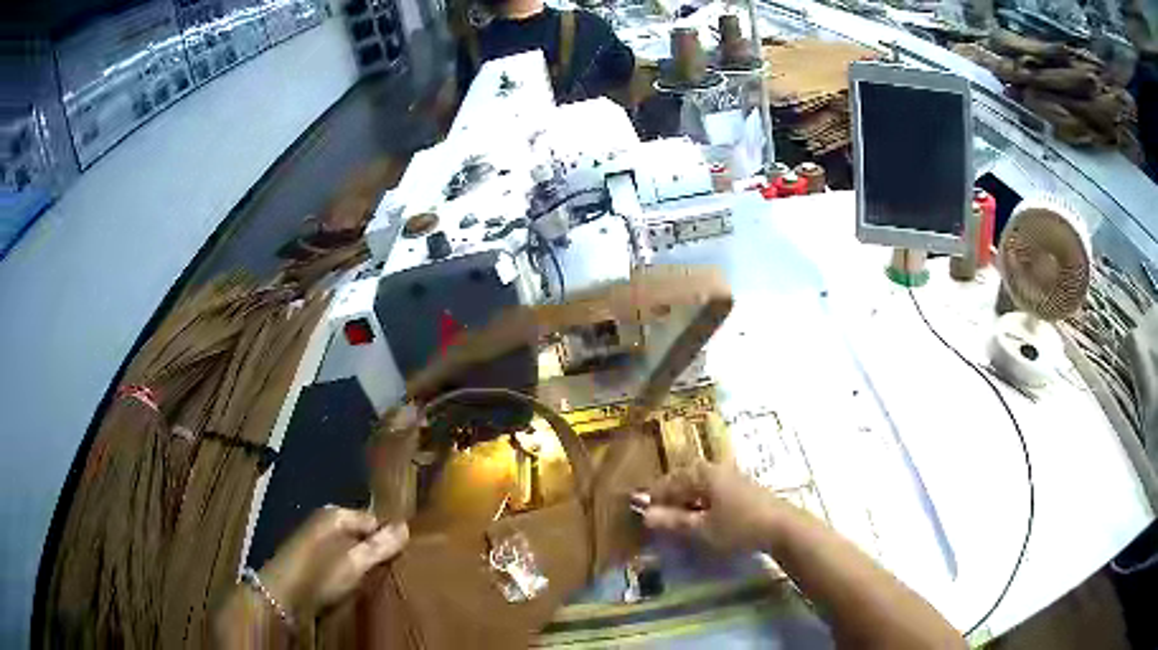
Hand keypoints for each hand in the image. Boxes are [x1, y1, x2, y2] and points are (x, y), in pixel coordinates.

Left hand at [258, 507, 407, 615]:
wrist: (280, 594)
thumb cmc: (319, 576)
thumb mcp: (354, 563)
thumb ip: (379, 546)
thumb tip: (406, 526)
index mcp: (336, 514)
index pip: (374, 520)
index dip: (388, 540)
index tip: (401, 561)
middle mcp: (325, 519)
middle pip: (361, 532)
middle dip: (374, 550)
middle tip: (388, 572)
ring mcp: (315, 535)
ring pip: (350, 545)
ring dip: (361, 560)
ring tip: (372, 579)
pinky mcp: (309, 553)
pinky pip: (338, 554)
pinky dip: (347, 566)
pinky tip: (351, 581)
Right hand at [637, 461, 782, 552]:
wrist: (783, 528)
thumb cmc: (739, 526)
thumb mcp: (702, 528)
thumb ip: (673, 521)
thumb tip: (644, 515)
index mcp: (704, 474)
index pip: (670, 480)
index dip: (654, 495)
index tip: (639, 509)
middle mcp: (716, 469)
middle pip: (685, 478)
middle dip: (669, 495)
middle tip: (656, 513)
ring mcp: (732, 477)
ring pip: (699, 484)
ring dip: (685, 499)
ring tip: (675, 517)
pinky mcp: (742, 489)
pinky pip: (712, 490)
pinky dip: (700, 501)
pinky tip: (700, 516)